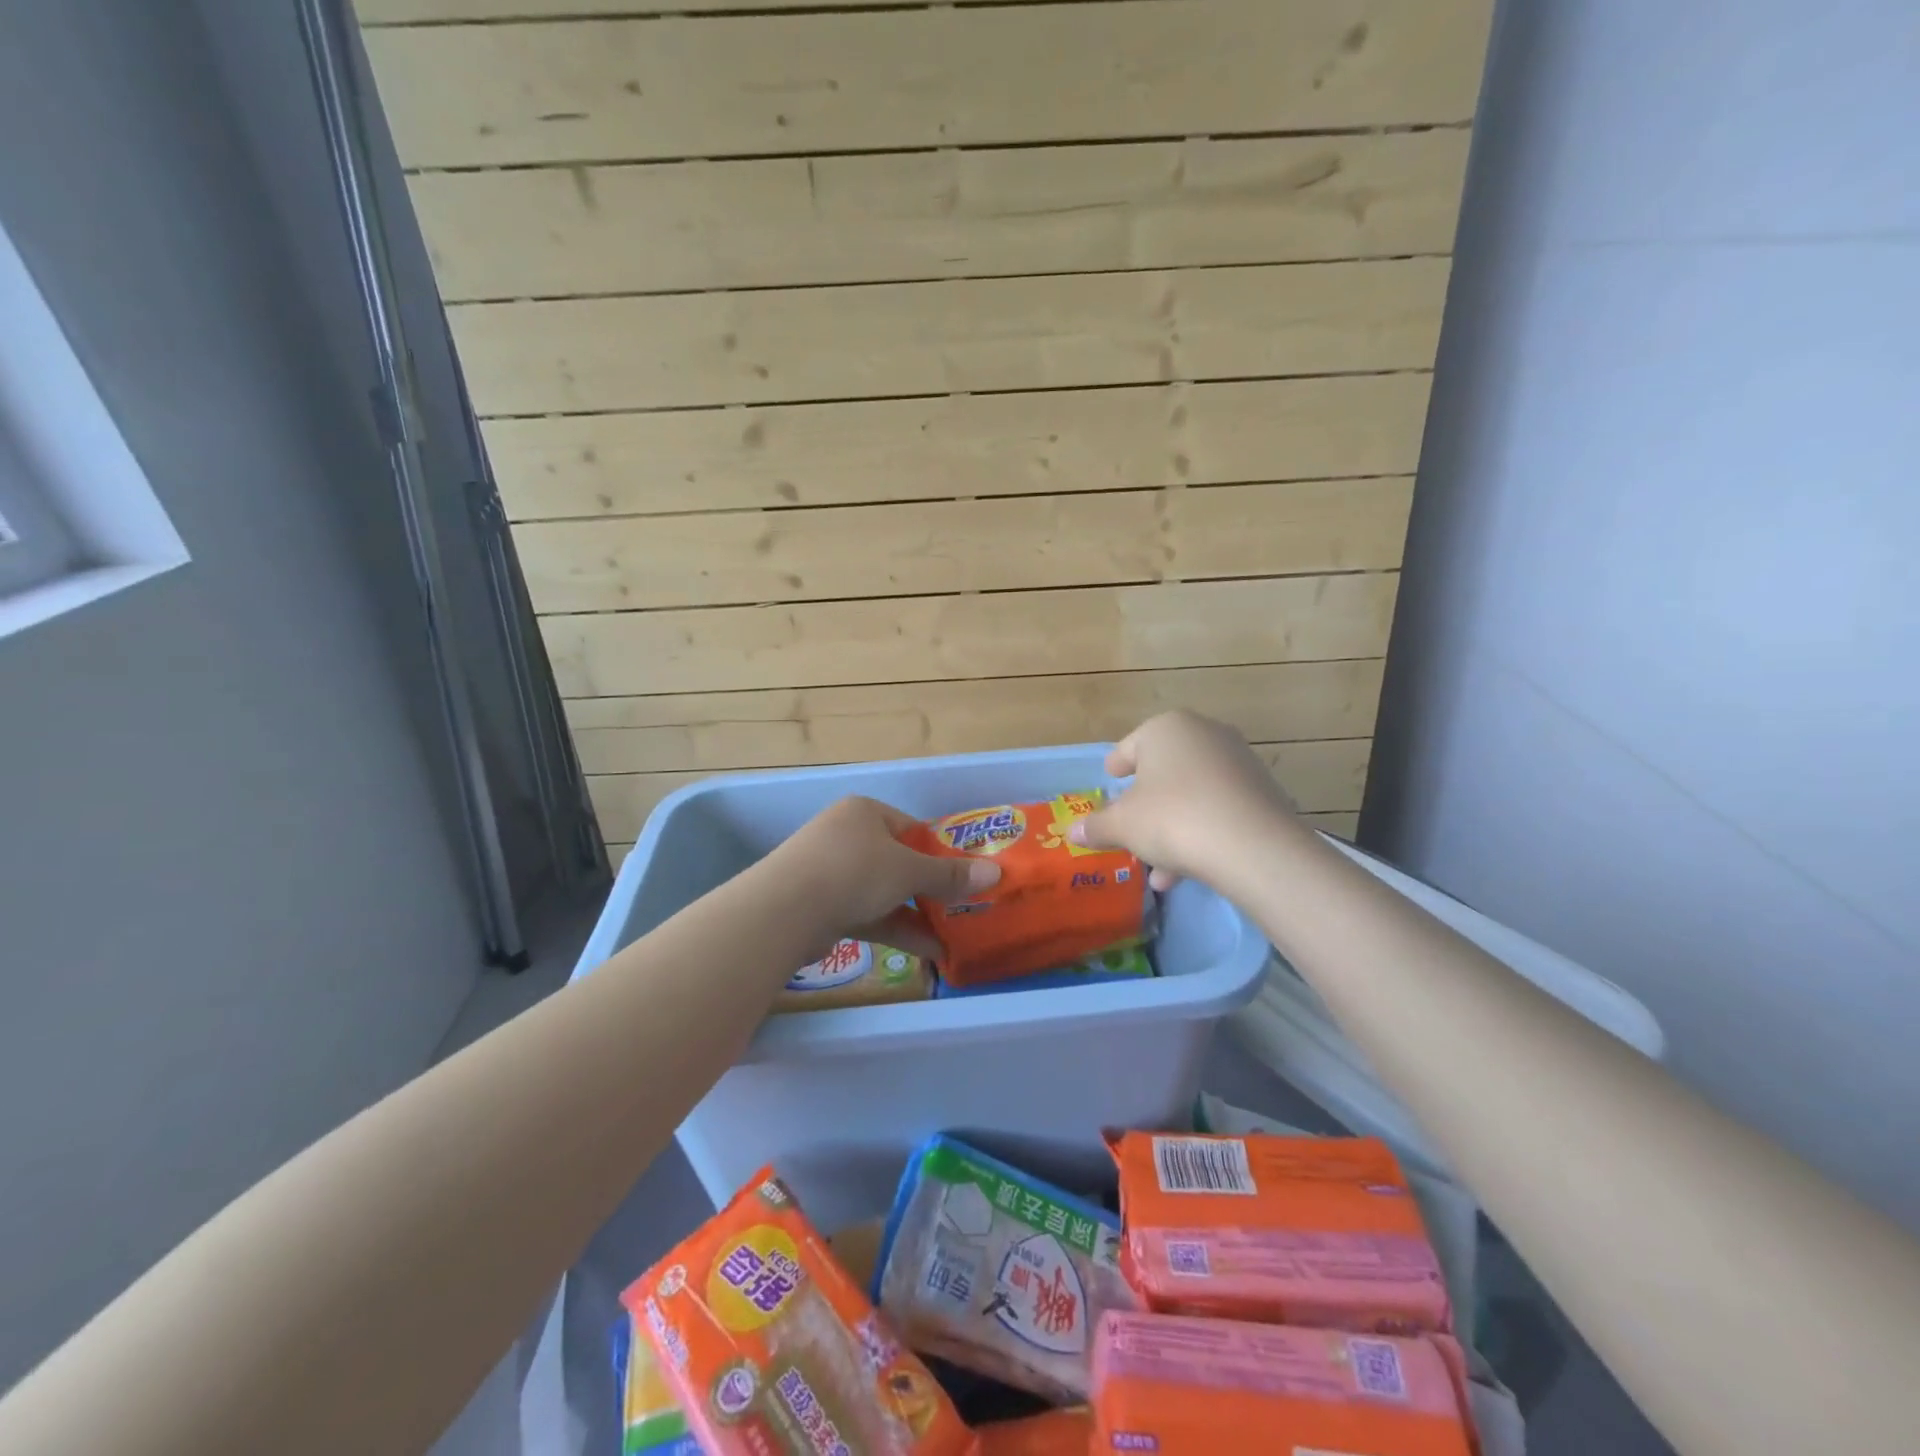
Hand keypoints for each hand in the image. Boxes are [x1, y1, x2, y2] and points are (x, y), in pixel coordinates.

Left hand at [764, 796, 999, 959]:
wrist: (784, 911)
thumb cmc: (854, 872)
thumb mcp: (909, 871)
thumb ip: (950, 875)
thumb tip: (994, 873)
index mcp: (865, 813)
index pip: (911, 828)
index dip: (939, 852)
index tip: (963, 876)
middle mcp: (847, 836)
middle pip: (899, 862)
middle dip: (930, 888)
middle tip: (962, 907)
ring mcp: (832, 873)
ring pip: (884, 892)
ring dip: (918, 915)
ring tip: (953, 936)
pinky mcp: (823, 907)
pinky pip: (868, 915)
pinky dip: (896, 929)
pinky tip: (930, 951)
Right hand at [1068, 711, 1297, 890]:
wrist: (1252, 846)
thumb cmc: (1172, 818)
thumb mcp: (1122, 825)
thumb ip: (1096, 826)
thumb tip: (1074, 831)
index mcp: (1167, 729)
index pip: (1131, 746)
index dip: (1116, 766)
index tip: (1110, 778)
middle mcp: (1206, 734)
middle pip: (1165, 770)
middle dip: (1146, 802)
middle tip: (1130, 823)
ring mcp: (1240, 761)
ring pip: (1193, 793)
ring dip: (1172, 826)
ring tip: (1155, 866)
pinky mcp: (1263, 791)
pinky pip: (1220, 809)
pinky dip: (1201, 832)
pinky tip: (1186, 869)